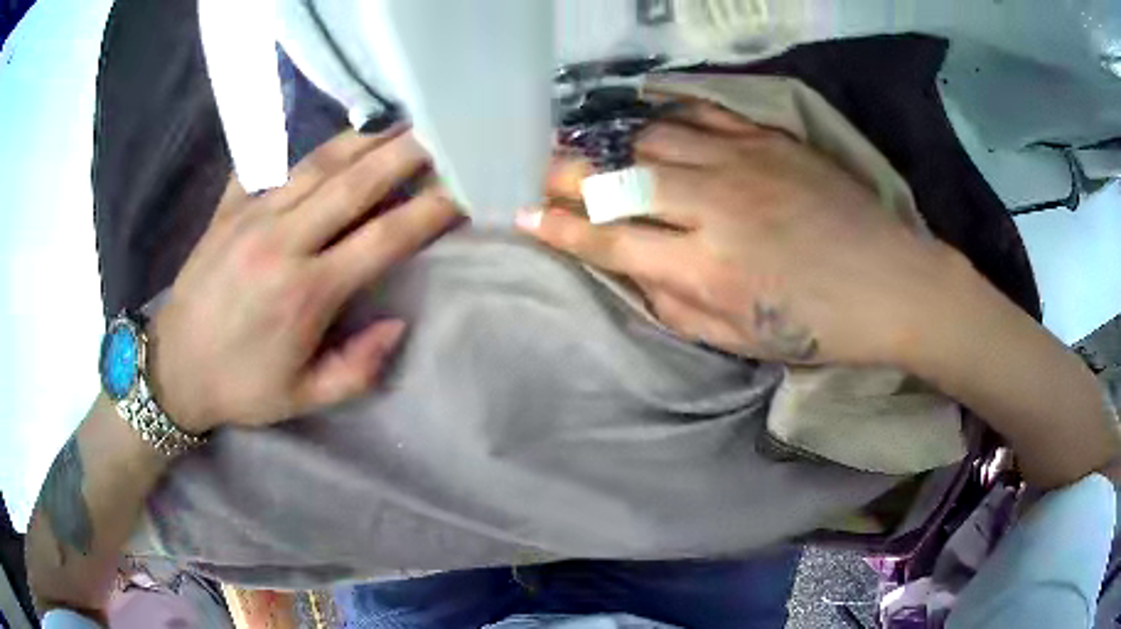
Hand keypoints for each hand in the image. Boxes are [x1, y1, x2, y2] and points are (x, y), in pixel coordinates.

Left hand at [149, 129, 459, 432]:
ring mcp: (251, 217)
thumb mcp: (304, 398)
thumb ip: (357, 369)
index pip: (383, 239)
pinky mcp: (227, 209)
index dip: (428, 211)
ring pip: (317, 165)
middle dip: (405, 155)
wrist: (173, 368)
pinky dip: (300, 147)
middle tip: (440, 135)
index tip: (460, 193)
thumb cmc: (240, 387)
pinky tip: (324, 139)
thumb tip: (397, 324)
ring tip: (397, 125)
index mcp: (306, 293)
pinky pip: (268, 165)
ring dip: (363, 140)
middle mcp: (282, 243)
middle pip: (355, 185)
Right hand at [519, 100, 965, 365]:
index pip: (608, 240)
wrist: (892, 283)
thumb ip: (674, 305)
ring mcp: (744, 163)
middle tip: (538, 169)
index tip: (521, 213)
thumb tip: (629, 270)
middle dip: (567, 173)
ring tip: (598, 149)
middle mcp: (714, 207)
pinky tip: (651, 120)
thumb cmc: (818, 327)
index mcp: (705, 270)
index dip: (557, 227)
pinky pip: (703, 114)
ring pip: (654, 137)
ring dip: (616, 144)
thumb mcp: (739, 341)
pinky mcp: (771, 140)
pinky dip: (668, 115)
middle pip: (620, 177)